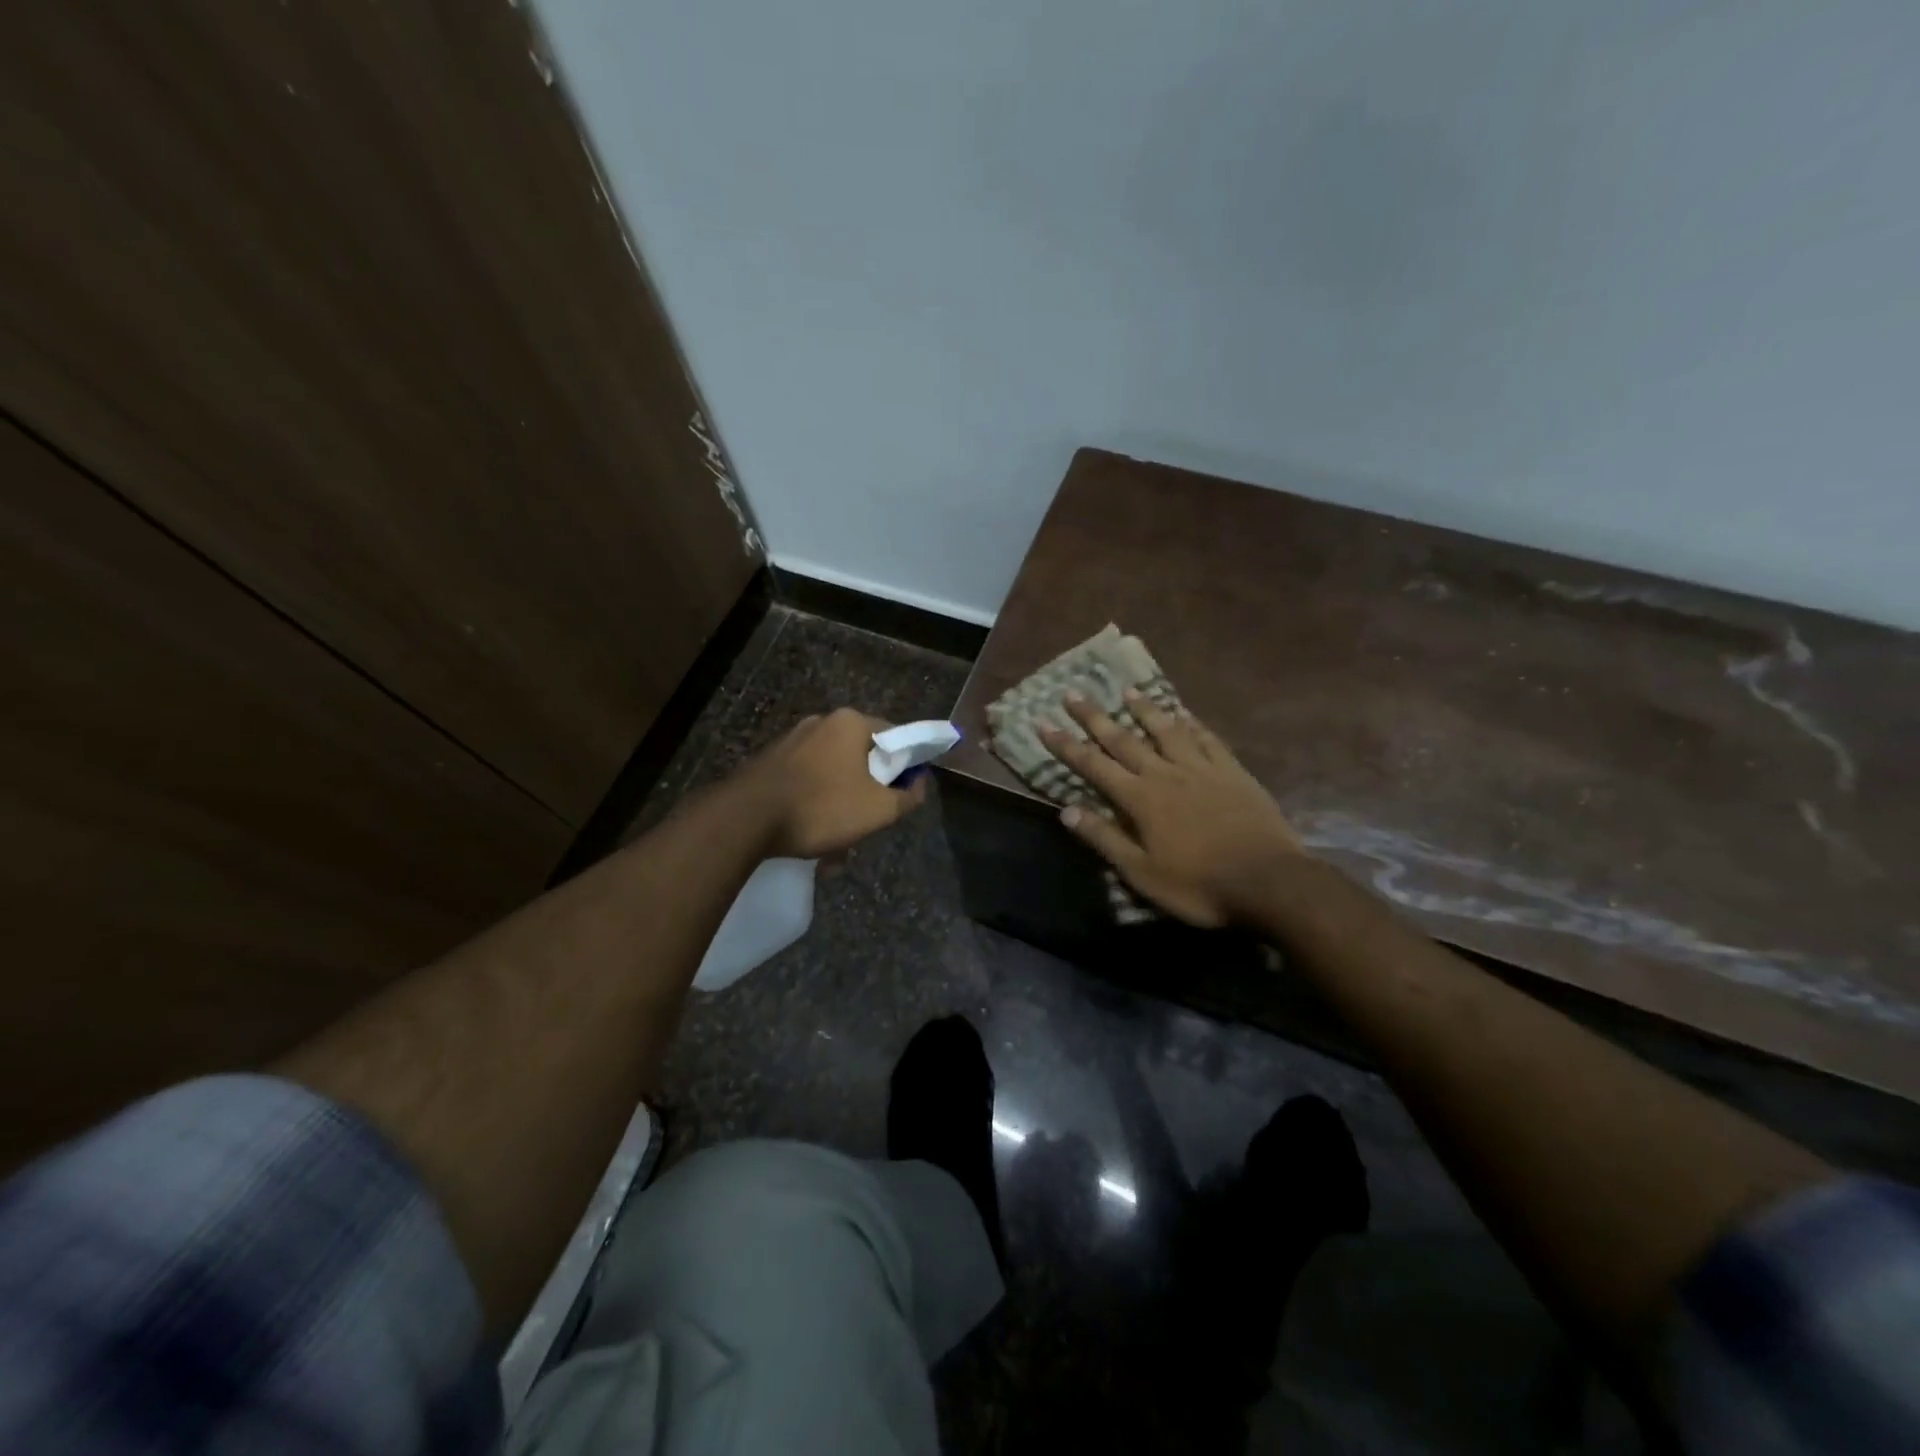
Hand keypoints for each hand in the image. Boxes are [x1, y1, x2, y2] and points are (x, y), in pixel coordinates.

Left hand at [748, 708, 928, 859]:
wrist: (744, 819)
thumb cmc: (821, 807)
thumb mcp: (878, 810)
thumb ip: (908, 797)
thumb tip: (919, 784)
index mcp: (850, 723)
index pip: (895, 737)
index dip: (907, 766)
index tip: (904, 795)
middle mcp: (821, 723)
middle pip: (862, 759)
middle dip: (868, 795)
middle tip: (868, 826)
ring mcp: (792, 741)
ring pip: (833, 776)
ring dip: (841, 809)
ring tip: (835, 849)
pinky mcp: (770, 762)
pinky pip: (806, 784)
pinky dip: (814, 808)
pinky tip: (811, 841)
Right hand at [1039, 691, 1304, 927]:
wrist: (1268, 881)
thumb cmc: (1198, 885)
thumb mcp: (1141, 873)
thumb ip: (1104, 839)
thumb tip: (1066, 810)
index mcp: (1140, 799)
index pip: (1094, 765)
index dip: (1066, 745)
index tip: (1044, 723)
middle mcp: (1166, 773)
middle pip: (1124, 739)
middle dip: (1095, 717)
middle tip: (1074, 693)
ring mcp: (1202, 768)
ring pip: (1167, 730)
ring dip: (1144, 709)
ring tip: (1128, 690)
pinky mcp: (1232, 771)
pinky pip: (1208, 739)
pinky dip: (1192, 723)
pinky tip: (1184, 713)